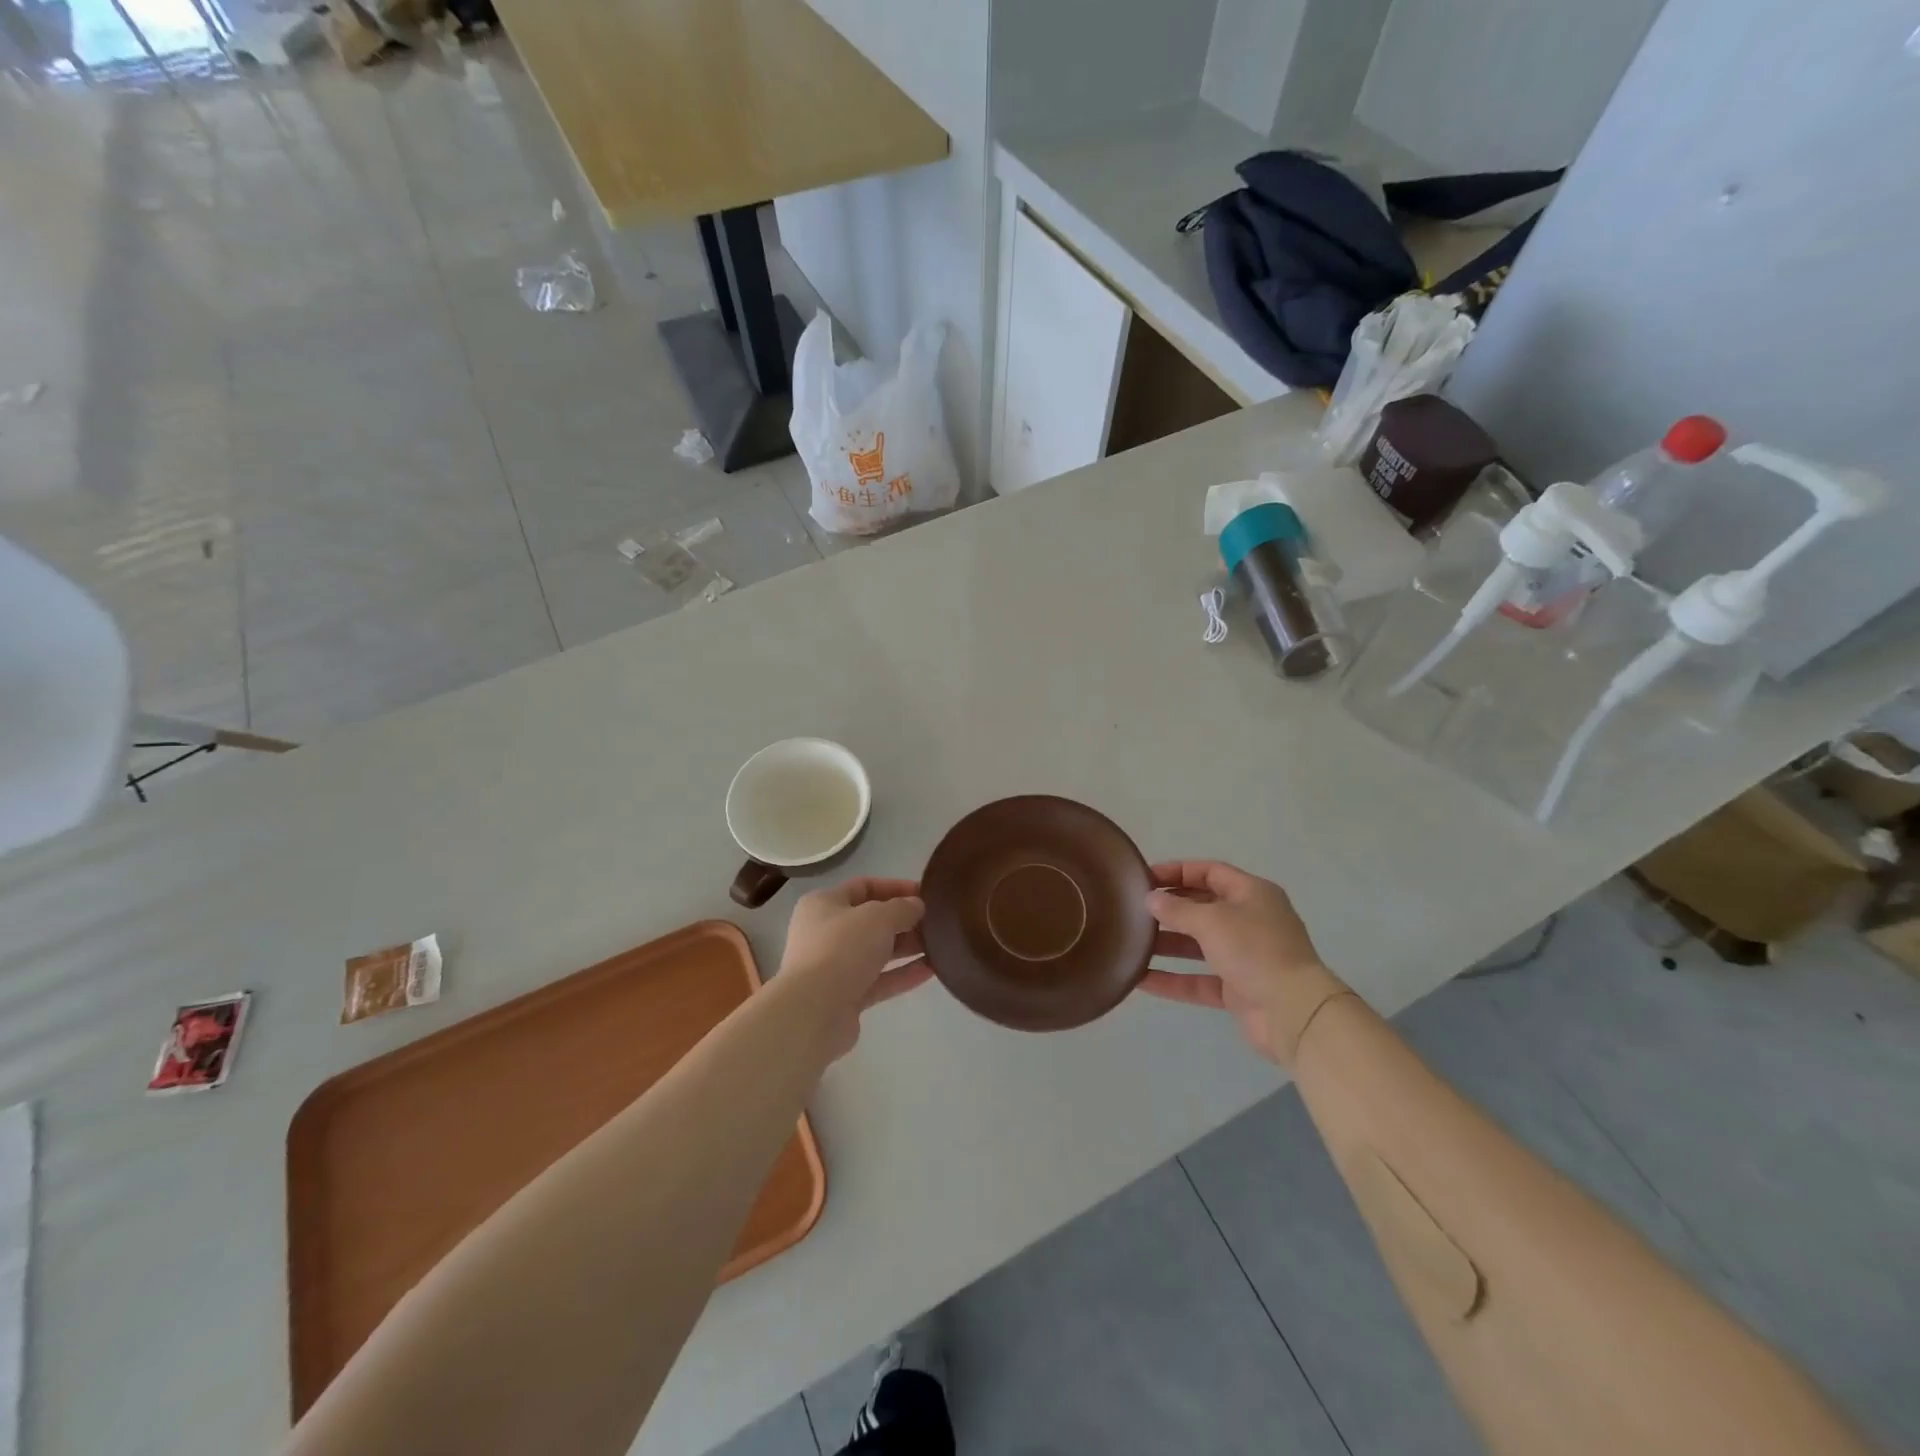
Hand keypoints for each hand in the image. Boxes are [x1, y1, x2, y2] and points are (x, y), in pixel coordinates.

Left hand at [778, 877, 933, 1058]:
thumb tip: (917, 906)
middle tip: (936, 922)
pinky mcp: (845, 997)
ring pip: (877, 952)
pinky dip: (903, 974)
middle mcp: (825, 933)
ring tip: (940, 945)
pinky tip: (932, 970)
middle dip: (904, 920)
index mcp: (824, 904)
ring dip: (907, 948)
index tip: (925, 894)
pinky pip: (879, 981)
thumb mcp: (878, 918)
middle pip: (871, 921)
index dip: (895, 887)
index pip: (863, 887)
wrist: (813, 1012)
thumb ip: (902, 908)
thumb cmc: (842, 949)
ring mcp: (834, 967)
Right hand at [1138, 860, 1343, 1063]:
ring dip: (1167, 944)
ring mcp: (1244, 957)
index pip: (1210, 872)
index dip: (1177, 871)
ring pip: (1198, 945)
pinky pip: (1198, 979)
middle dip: (1170, 908)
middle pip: (1203, 907)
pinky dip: (1173, 979)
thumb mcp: (1212, 921)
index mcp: (1252, 894)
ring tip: (1132, 942)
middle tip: (1134, 910)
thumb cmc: (1254, 950)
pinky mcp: (1237, 990)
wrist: (1294, 1013)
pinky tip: (1140, 978)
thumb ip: (1177, 909)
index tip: (1144, 878)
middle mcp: (1250, 921)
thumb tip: (1151, 899)